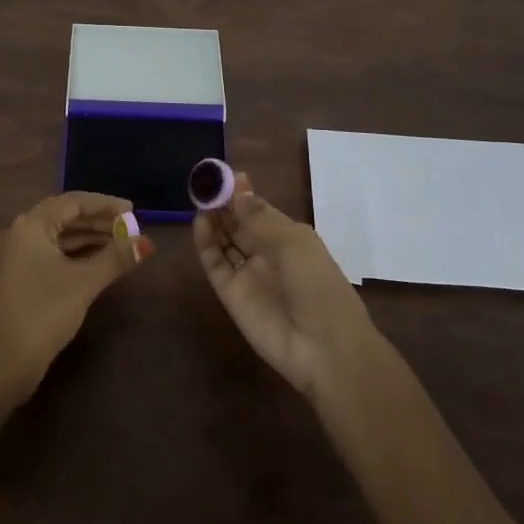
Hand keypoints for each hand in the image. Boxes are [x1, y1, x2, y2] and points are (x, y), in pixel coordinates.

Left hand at [0, 192, 153, 399]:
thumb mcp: (84, 283)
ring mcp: (16, 256)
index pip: (73, 202)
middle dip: (98, 222)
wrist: (2, 366)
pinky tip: (98, 263)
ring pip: (59, 237)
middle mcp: (20, 233)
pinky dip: (75, 254)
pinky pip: (52, 253)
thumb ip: (116, 258)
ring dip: (89, 239)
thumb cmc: (43, 314)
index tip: (132, 211)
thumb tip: (146, 243)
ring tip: (120, 245)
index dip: (105, 204)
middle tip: (129, 229)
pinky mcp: (18, 277)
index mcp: (30, 225)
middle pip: (65, 217)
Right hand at [194, 173, 377, 399]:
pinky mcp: (232, 295)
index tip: (223, 175)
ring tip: (199, 199)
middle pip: (239, 224)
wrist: (324, 348)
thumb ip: (259, 217)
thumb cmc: (318, 284)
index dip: (242, 193)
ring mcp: (248, 275)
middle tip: (204, 184)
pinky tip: (200, 223)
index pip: (259, 210)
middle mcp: (267, 254)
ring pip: (225, 242)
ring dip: (213, 221)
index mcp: (289, 238)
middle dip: (223, 205)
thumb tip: (239, 187)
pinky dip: (206, 245)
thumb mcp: (293, 242)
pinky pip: (216, 265)